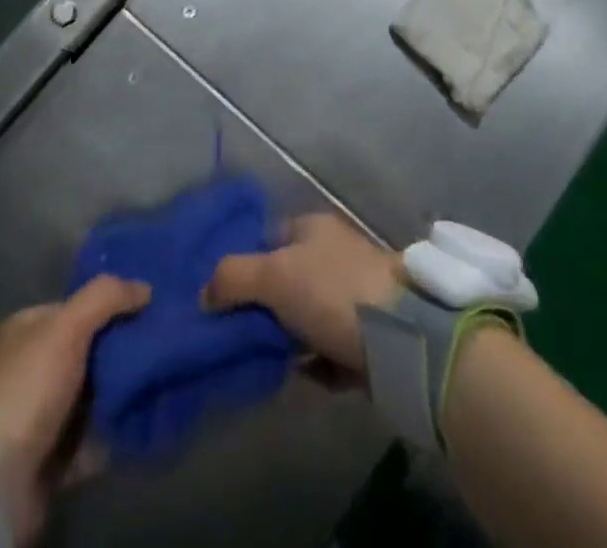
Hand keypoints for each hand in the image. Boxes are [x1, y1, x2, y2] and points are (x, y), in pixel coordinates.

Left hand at [0, 275, 149, 544]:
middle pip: (89, 351)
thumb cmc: (27, 390)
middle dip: (123, 352)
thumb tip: (145, 287)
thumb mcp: (67, 327)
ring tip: (164, 384)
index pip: (78, 307)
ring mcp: (41, 415)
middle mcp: (32, 367)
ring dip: (123, 394)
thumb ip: (106, 297)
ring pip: (94, 395)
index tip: (152, 310)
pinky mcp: (52, 458)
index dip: (113, 305)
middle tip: (164, 348)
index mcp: (28, 329)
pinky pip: (93, 437)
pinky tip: (146, 422)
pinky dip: (116, 432)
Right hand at [203, 214, 402, 373]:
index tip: (224, 297)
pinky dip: (315, 365)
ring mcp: (355, 296)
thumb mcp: (273, 275)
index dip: (246, 264)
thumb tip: (204, 294)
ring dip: (289, 340)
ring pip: (308, 317)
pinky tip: (301, 378)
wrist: (402, 338)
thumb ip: (233, 278)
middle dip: (265, 308)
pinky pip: (330, 351)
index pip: (270, 238)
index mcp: (314, 228)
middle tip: (239, 335)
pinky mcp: (370, 337)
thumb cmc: (332, 291)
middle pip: (288, 280)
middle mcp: (334, 255)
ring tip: (265, 362)